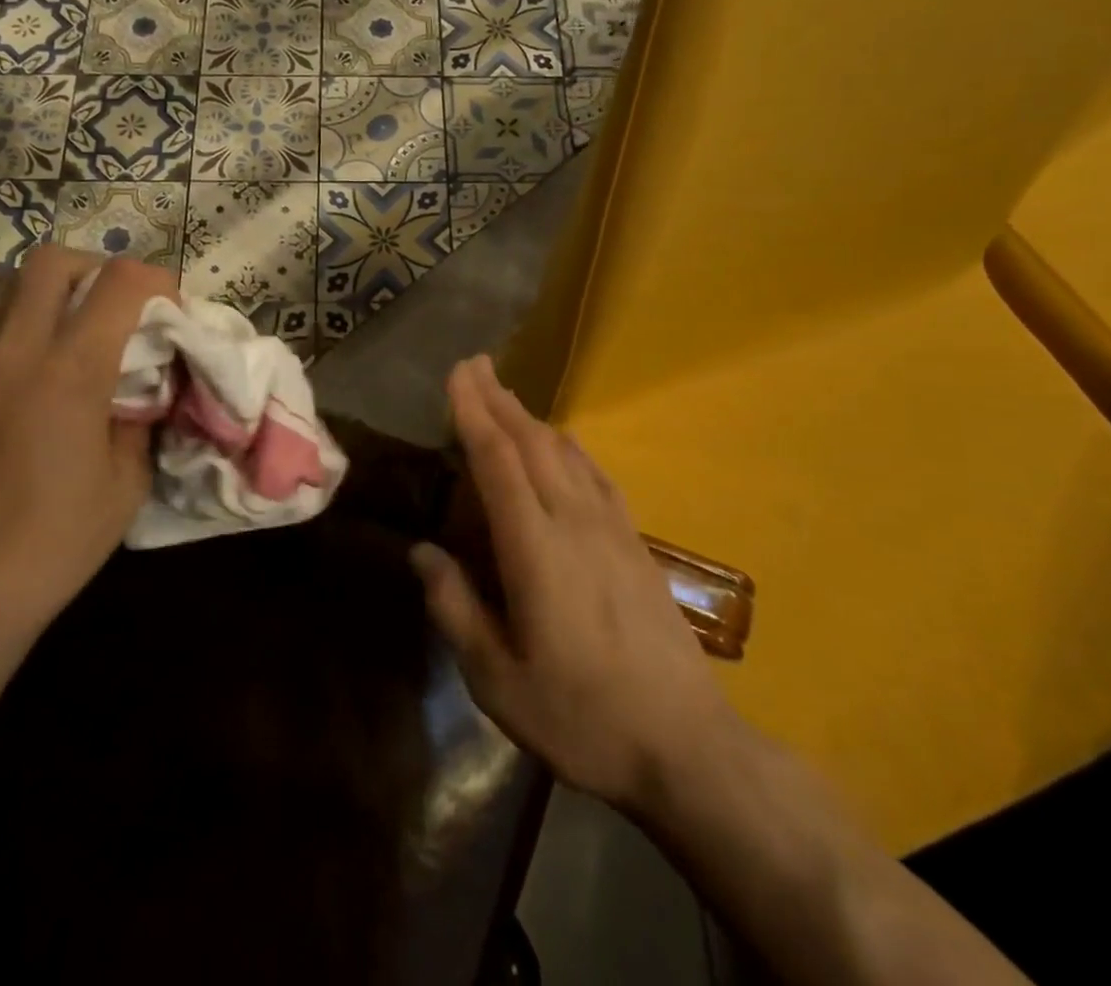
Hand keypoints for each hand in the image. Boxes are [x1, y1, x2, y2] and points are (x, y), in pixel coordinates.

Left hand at [0, 245, 176, 653]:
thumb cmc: (58, 539)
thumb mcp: (127, 480)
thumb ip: (140, 414)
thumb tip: (145, 380)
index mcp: (71, 372)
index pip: (119, 282)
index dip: (156, 279)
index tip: (170, 305)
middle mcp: (15, 351)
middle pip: (52, 261)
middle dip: (96, 268)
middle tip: (116, 304)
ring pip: (7, 283)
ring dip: (50, 289)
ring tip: (71, 326)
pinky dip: (15, 319)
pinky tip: (30, 363)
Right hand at [412, 356, 742, 812]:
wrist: (688, 747)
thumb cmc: (582, 717)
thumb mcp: (497, 680)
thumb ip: (456, 609)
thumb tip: (422, 552)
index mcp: (536, 549)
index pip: (499, 462)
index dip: (475, 413)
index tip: (458, 374)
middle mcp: (575, 523)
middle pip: (533, 443)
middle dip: (500, 400)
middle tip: (475, 364)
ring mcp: (612, 530)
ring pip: (566, 453)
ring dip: (531, 418)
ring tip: (507, 397)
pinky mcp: (636, 544)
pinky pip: (596, 475)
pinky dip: (569, 447)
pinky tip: (563, 446)